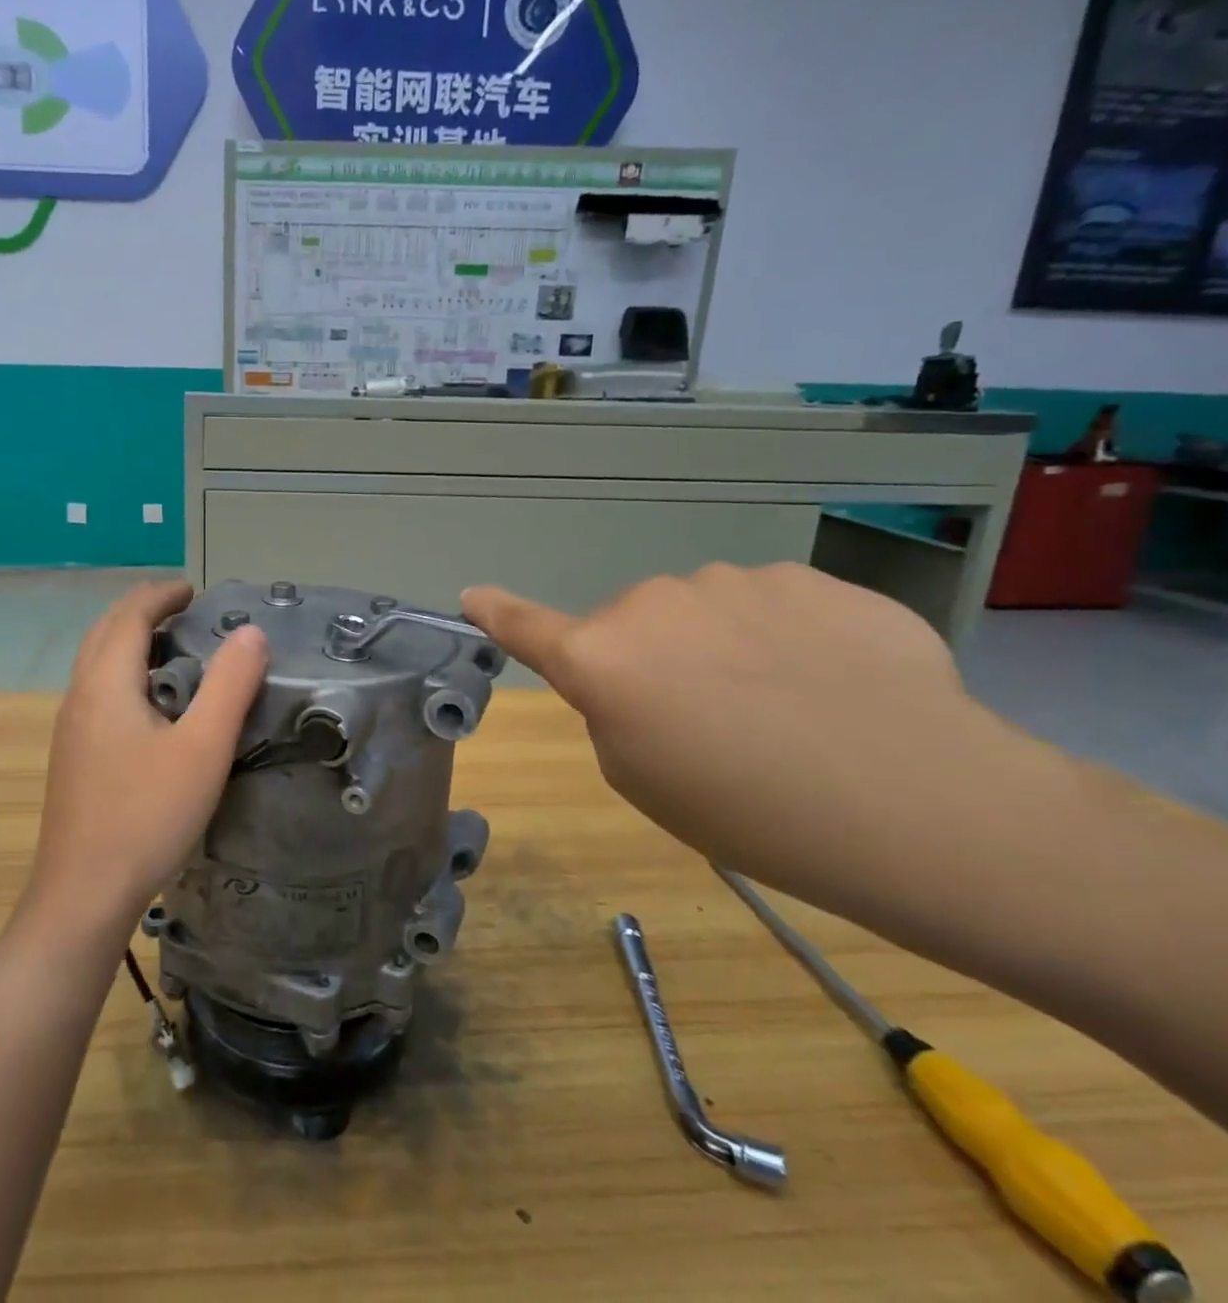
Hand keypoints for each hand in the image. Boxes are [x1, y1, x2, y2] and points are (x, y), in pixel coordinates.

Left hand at [28, 580, 266, 932]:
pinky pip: (97, 692)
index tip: (193, 589)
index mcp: (106, 683)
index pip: (128, 616)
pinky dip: (124, 673)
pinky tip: (151, 705)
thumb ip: (230, 685)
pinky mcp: (73, 757)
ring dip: (130, 642)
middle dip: (142, 611)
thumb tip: (250, 632)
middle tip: (184, 609)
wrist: (83, 895)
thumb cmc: (147, 816)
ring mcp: (70, 729)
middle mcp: (80, 696)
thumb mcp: (203, 748)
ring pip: (97, 663)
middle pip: (105, 633)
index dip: (160, 595)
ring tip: (172, 648)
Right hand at [461, 564, 1009, 885]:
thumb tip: (638, 672)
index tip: (473, 596)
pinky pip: (769, 605)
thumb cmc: (749, 812)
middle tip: (711, 723)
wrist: (917, 804)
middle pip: (632, 624)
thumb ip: (615, 711)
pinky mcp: (808, 577)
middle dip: (653, 660)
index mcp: (601, 659)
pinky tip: (836, 686)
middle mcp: (653, 603)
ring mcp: (733, 581)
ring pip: (703, 610)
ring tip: (789, 708)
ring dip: (722, 645)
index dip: (497, 613)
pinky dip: (785, 638)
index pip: (527, 627)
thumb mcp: (643, 779)